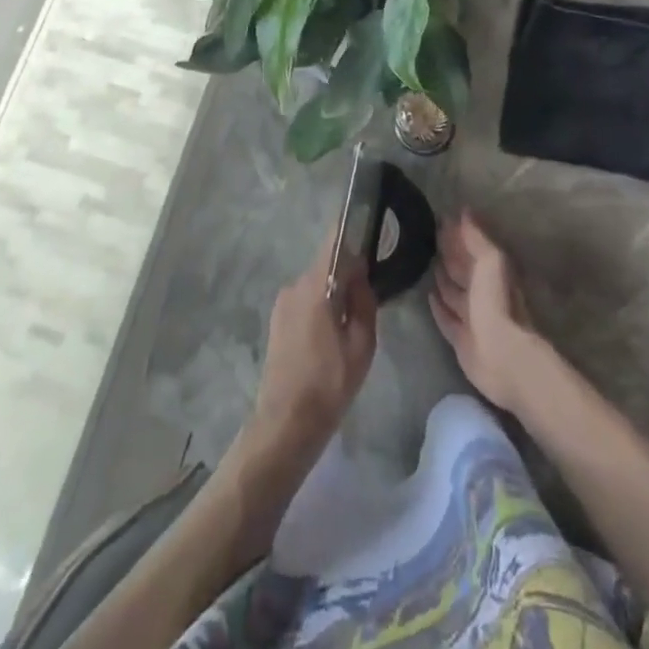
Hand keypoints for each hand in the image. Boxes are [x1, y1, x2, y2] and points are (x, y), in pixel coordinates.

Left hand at [242, 231, 378, 467]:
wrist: (286, 422)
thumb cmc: (329, 384)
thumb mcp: (362, 345)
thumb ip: (364, 303)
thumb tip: (362, 276)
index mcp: (316, 286)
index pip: (334, 242)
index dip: (352, 230)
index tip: (369, 225)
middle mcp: (295, 286)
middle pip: (327, 265)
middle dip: (348, 272)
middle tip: (370, 294)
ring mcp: (283, 303)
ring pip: (317, 285)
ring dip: (334, 293)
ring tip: (352, 323)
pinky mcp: (278, 320)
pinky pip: (306, 300)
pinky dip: (321, 306)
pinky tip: (332, 335)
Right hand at [430, 214, 551, 416]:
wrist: (500, 355)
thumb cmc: (496, 303)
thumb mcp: (490, 261)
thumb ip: (477, 238)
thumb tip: (464, 211)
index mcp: (493, 273)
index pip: (472, 248)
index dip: (459, 234)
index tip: (441, 219)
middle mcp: (483, 293)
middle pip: (463, 269)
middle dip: (449, 254)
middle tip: (428, 238)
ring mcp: (472, 316)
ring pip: (453, 293)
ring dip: (442, 279)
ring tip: (426, 262)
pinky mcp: (461, 338)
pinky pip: (446, 317)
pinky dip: (438, 307)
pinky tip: (428, 296)